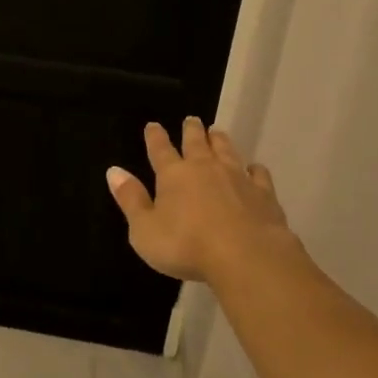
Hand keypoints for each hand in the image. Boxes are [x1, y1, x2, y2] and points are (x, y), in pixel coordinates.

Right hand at [106, 117, 303, 283]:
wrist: (247, 257)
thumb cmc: (186, 245)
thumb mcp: (144, 229)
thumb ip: (130, 199)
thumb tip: (114, 171)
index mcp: (173, 175)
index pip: (160, 150)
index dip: (155, 137)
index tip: (153, 125)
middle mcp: (205, 168)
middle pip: (196, 143)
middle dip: (191, 130)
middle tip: (191, 119)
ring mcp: (237, 178)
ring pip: (227, 151)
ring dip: (220, 140)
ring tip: (217, 132)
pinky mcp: (264, 194)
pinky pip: (258, 174)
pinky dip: (254, 168)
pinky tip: (254, 168)